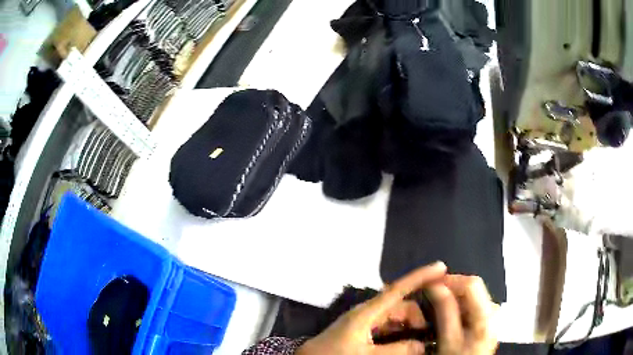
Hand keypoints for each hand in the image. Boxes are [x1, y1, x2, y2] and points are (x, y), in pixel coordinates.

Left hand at [296, 262, 446, 354]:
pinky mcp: (360, 332)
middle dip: (417, 315)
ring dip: (409, 325)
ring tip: (423, 337)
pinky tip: (405, 342)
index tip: (441, 267)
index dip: (420, 277)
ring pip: (394, 317)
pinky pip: (386, 327)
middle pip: (399, 305)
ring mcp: (362, 322)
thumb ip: (397, 350)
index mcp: (366, 312)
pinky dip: (399, 331)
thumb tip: (422, 345)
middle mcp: (366, 312)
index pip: (398, 289)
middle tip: (432, 331)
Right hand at [431, 275, 497, 354]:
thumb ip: (444, 312)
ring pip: (471, 296)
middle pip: (473, 288)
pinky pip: (472, 304)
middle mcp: (493, 310)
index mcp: (487, 315)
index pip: (472, 284)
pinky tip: (448, 316)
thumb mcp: (448, 340)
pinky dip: (458, 306)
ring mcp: (492, 313)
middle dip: (451, 289)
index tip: (430, 284)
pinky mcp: (488, 318)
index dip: (451, 280)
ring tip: (437, 308)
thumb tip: (435, 286)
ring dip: (454, 298)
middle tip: (430, 298)